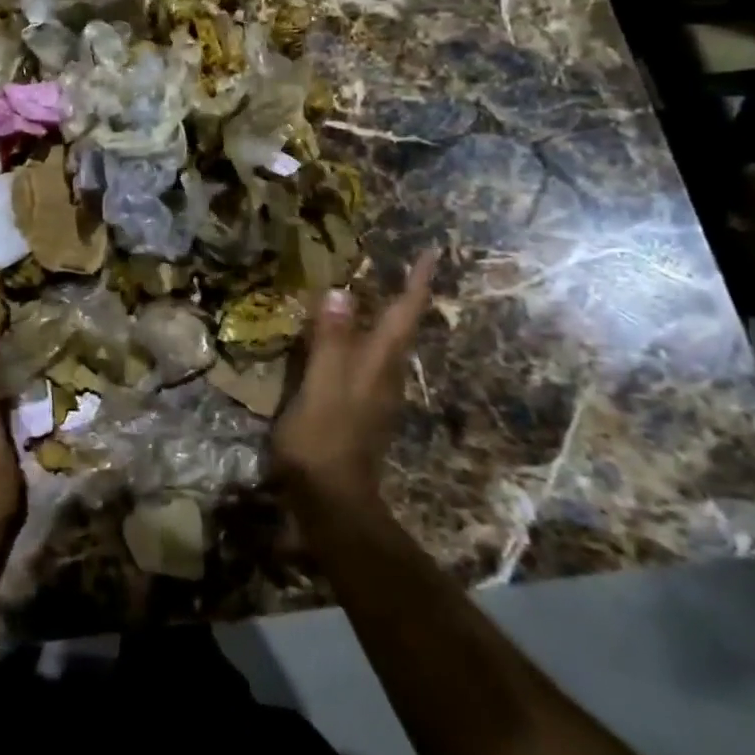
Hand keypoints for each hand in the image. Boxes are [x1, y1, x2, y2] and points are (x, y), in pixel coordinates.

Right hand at [272, 250, 438, 506]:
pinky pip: (363, 363)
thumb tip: (342, 292)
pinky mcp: (359, 411)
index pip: (403, 314)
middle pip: (400, 329)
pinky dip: (358, 341)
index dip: (417, 283)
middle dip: (402, 297)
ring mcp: (374, 396)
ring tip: (366, 296)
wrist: (331, 501)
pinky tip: (340, 341)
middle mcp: (384, 375)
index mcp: (378, 363)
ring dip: (380, 318)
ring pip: (384, 347)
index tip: (433, 252)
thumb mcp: (321, 385)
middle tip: (397, 268)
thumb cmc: (324, 438)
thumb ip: (331, 340)